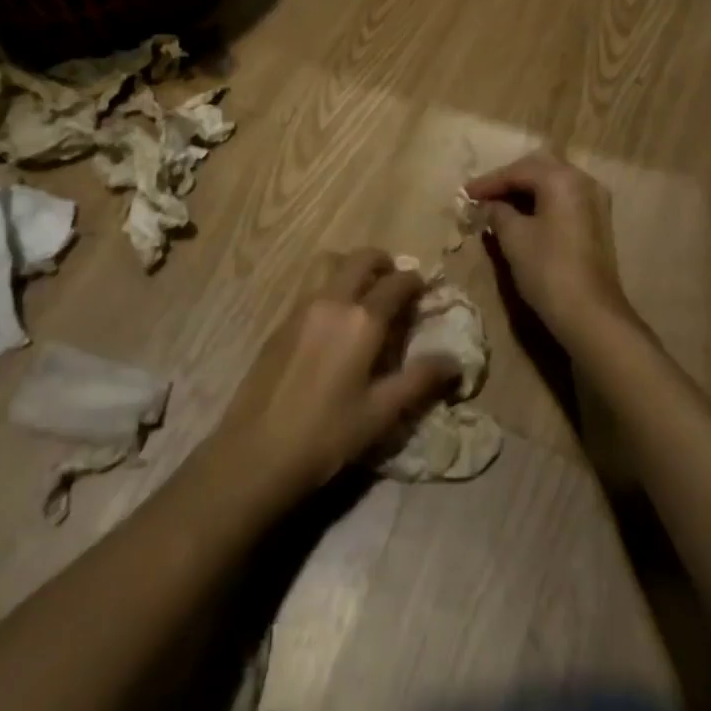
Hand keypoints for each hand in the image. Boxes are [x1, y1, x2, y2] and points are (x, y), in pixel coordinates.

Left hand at [213, 250, 456, 507]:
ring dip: (352, 267)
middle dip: (384, 263)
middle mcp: (332, 300)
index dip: (415, 282)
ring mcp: (301, 307)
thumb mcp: (380, 413)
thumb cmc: (326, 435)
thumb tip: (454, 361)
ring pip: (330, 264)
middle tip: (395, 283)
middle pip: (361, 258)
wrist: (256, 452)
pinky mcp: (281, 321)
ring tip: (364, 294)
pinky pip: (312, 286)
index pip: (397, 283)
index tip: (424, 291)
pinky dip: (330, 285)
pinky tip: (334, 321)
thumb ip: (418, 380)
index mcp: (362, 319)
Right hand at [466, 152, 633, 343]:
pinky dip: (542, 202)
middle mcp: (583, 181)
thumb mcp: (513, 237)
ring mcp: (595, 201)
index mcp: (561, 179)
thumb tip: (485, 205)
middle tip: (483, 195)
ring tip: (498, 205)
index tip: (465, 194)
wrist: (590, 314)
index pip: (517, 171)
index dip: (488, 182)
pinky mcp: (598, 221)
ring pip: (553, 183)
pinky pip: (564, 199)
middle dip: (508, 180)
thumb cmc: (548, 269)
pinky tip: (523, 216)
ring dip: (525, 191)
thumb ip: (496, 212)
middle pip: (538, 169)